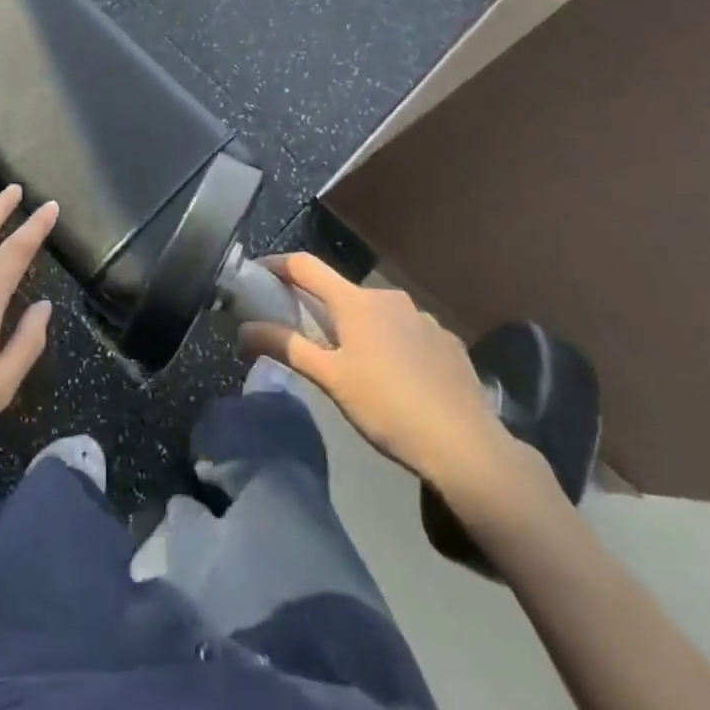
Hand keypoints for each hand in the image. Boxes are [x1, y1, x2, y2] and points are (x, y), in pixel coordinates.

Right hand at [239, 254, 549, 517]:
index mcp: (356, 301)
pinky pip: (407, 332)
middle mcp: (389, 297)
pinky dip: (392, 344)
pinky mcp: (447, 341)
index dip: (278, 265)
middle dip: (320, 307)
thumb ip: (286, 347)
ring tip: (354, 364)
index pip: (306, 266)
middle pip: (342, 292)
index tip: (258, 273)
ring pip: (377, 314)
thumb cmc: (387, 407)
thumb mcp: (330, 379)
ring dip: (359, 327)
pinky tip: (397, 378)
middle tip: (304, 335)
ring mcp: (423, 317)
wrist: (465, 445)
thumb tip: (243, 329)